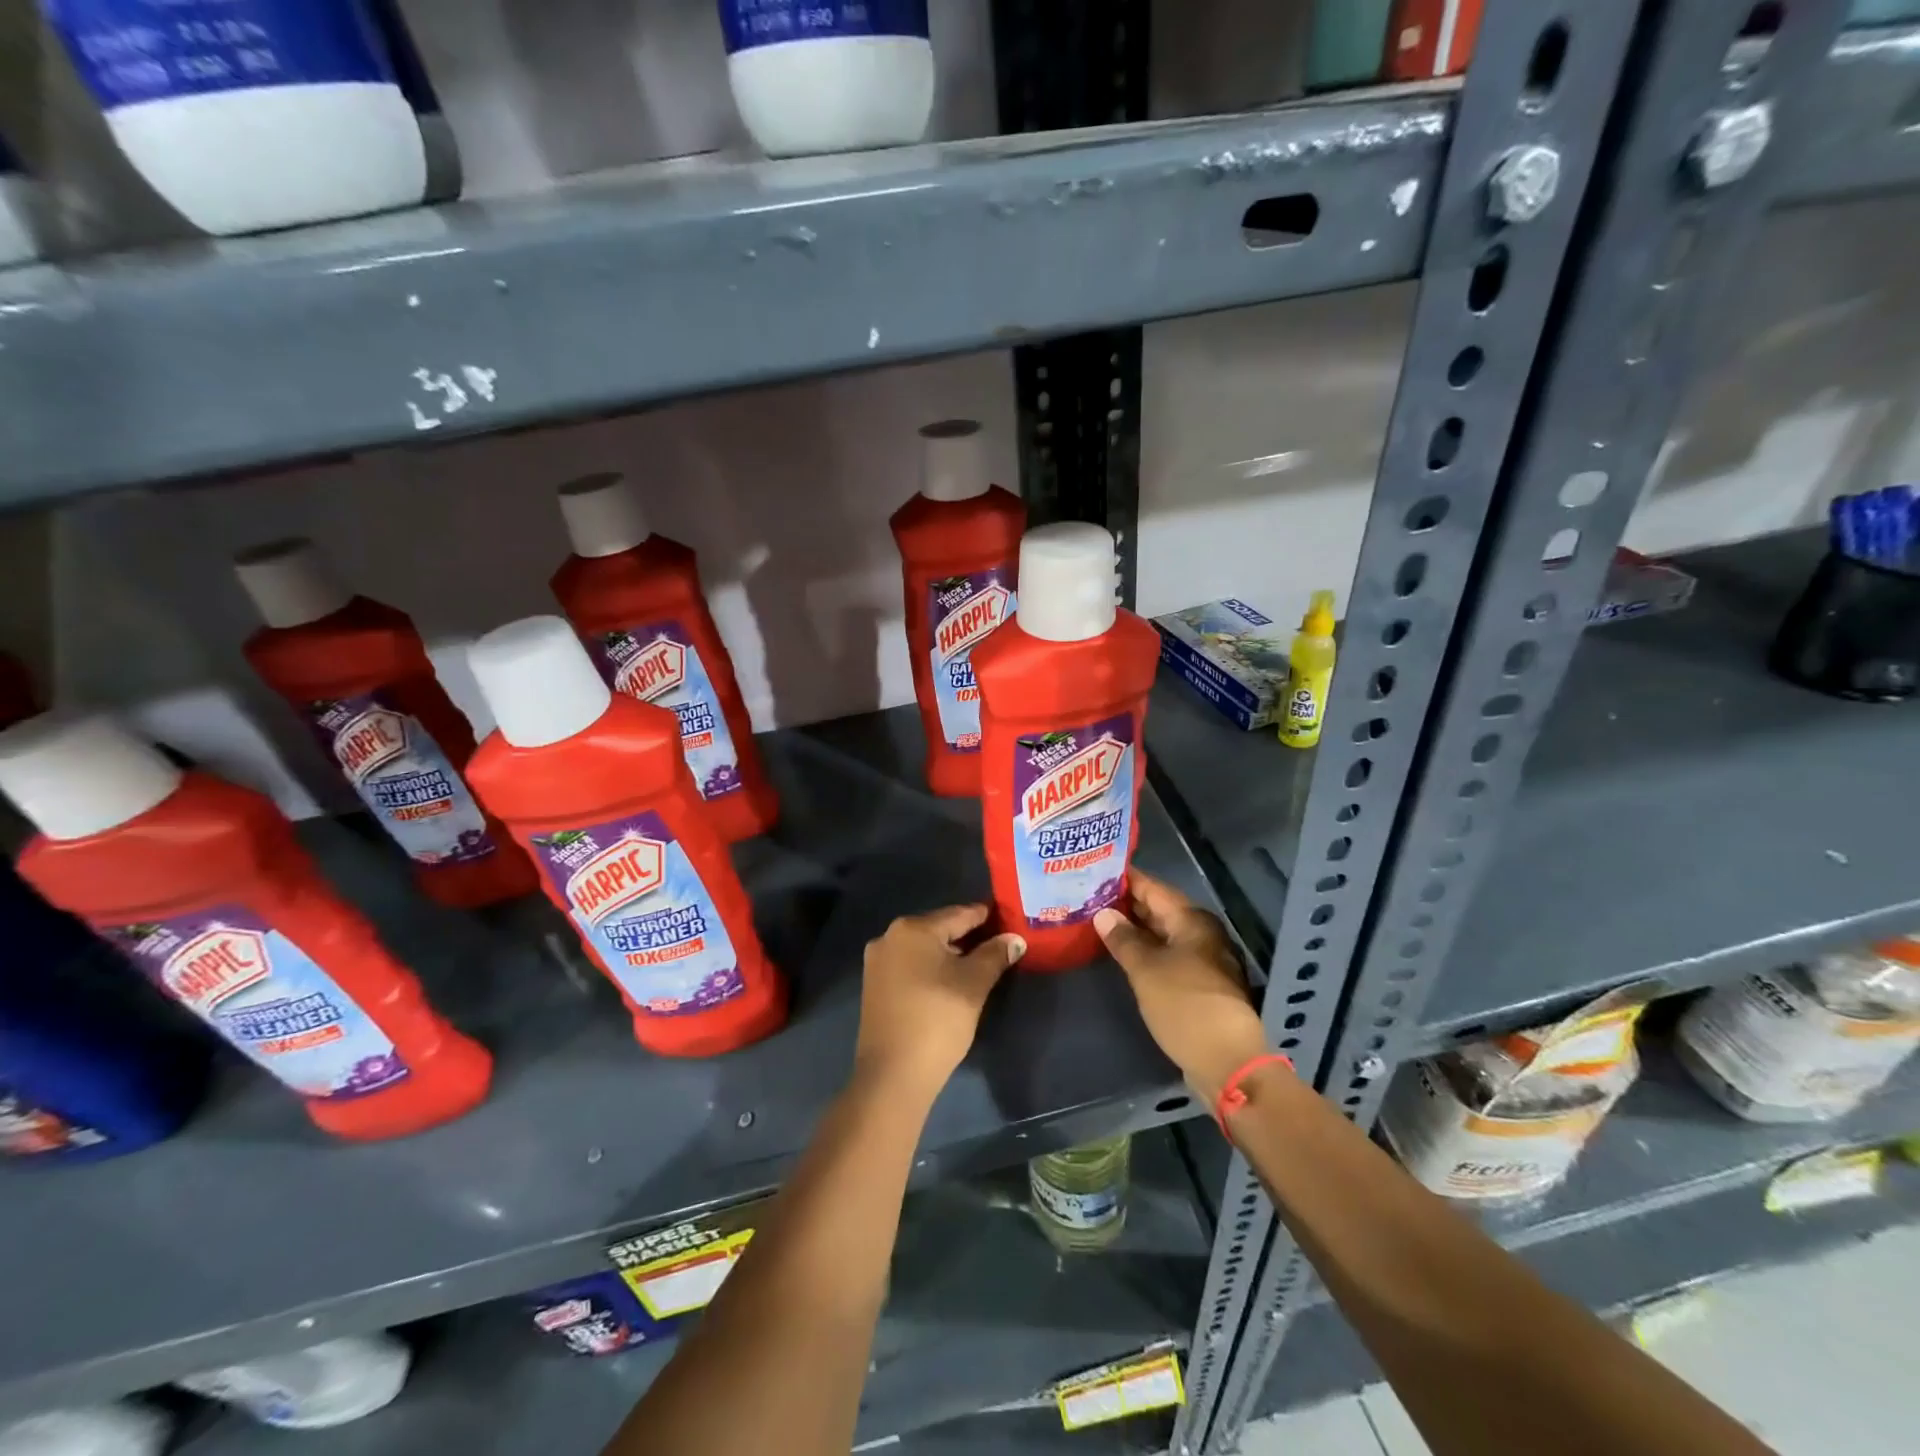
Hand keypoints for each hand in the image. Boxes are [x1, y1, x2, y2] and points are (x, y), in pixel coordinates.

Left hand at [854, 905, 1025, 1099]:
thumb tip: (1015, 939)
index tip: (1006, 917)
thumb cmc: (937, 1019)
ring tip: (978, 963)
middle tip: (997, 942)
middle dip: (968, 936)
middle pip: (938, 929)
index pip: (958, 914)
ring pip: (923, 949)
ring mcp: (877, 962)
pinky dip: (931, 968)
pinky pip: (910, 966)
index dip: (985, 916)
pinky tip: (949, 981)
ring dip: (949, 954)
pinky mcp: (874, 986)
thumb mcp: (974, 984)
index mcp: (912, 929)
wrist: (893, 1074)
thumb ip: (995, 955)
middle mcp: (889, 937)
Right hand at [1095, 870, 1269, 1103]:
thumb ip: (1123, 939)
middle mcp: (1201, 933)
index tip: (1094, 870)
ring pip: (1163, 934)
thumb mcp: (1145, 970)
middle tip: (1089, 897)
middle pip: (1159, 909)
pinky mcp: (1199, 984)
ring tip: (1098, 923)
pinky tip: (1122, 955)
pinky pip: (1167, 955)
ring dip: (1134, 929)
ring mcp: (1202, 959)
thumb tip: (1103, 913)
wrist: (1227, 1061)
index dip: (1125, 879)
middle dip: (1126, 904)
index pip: (1152, 887)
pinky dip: (1145, 951)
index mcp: (1191, 920)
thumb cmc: (1185, 1005)